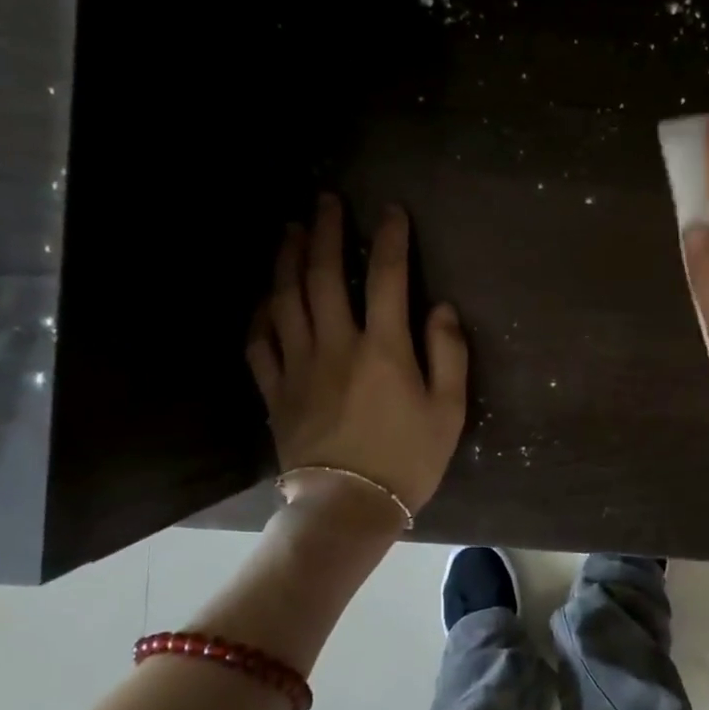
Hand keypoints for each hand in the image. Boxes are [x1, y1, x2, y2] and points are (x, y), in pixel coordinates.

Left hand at [247, 195, 467, 518]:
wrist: (349, 508)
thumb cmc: (407, 460)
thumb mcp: (448, 411)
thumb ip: (448, 354)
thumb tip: (441, 307)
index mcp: (383, 349)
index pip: (386, 278)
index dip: (390, 239)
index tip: (391, 211)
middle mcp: (336, 346)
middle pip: (323, 276)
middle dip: (325, 231)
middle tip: (325, 200)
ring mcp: (299, 367)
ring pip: (285, 300)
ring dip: (286, 259)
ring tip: (290, 230)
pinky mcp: (275, 391)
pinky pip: (259, 343)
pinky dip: (260, 314)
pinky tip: (265, 297)